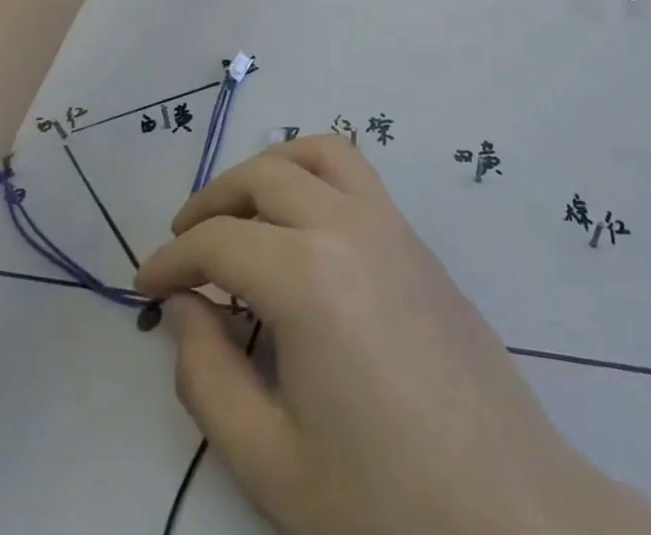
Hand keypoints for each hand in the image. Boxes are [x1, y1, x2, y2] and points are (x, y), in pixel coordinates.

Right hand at [135, 137, 650, 534]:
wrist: (506, 504)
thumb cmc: (381, 495)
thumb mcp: (270, 460)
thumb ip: (208, 376)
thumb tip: (183, 306)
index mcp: (305, 276)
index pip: (217, 243)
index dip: (171, 259)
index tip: (145, 284)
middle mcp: (345, 223)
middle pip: (261, 178)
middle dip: (210, 203)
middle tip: (184, 246)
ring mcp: (388, 219)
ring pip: (314, 151)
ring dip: (266, 169)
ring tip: (239, 211)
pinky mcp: (414, 232)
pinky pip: (354, 169)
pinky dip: (312, 167)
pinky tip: (300, 216)